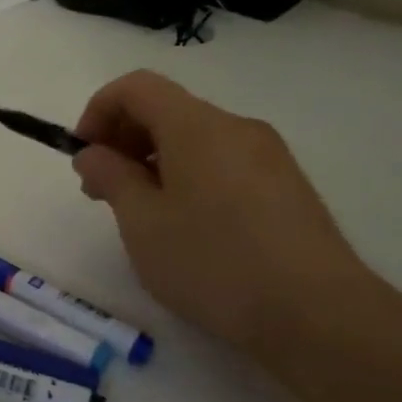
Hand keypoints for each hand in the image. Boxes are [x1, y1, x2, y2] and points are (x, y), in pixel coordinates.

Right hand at [72, 72, 371, 362]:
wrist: (317, 314)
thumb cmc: (213, 262)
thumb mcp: (141, 221)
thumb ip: (109, 176)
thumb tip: (94, 153)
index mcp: (197, 126)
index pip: (136, 87)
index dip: (98, 110)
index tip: (83, 155)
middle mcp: (236, 127)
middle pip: (166, 110)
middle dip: (123, 140)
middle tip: (101, 191)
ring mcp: (268, 156)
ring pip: (195, 139)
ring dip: (153, 162)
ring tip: (140, 215)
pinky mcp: (286, 187)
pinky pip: (222, 163)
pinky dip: (188, 177)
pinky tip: (185, 227)